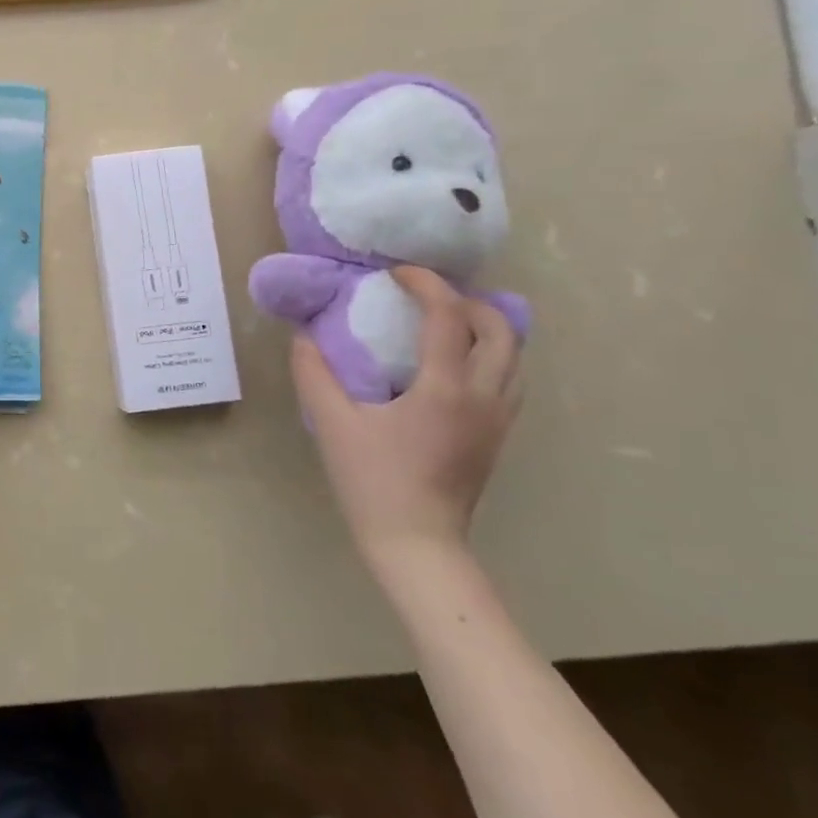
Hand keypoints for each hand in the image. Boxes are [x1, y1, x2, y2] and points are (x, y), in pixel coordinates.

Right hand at [290, 267, 521, 564]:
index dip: (426, 284)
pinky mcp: (498, 437)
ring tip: (444, 323)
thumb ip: (314, 374)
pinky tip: (455, 365)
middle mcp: (484, 397)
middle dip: (467, 300)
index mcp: (444, 389)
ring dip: (485, 327)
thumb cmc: (373, 481)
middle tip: (426, 297)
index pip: (448, 316)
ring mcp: (498, 419)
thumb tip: (303, 337)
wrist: (417, 544)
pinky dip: (490, 355)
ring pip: (514, 355)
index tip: (397, 273)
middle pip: (500, 329)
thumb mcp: (332, 424)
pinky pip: (509, 379)